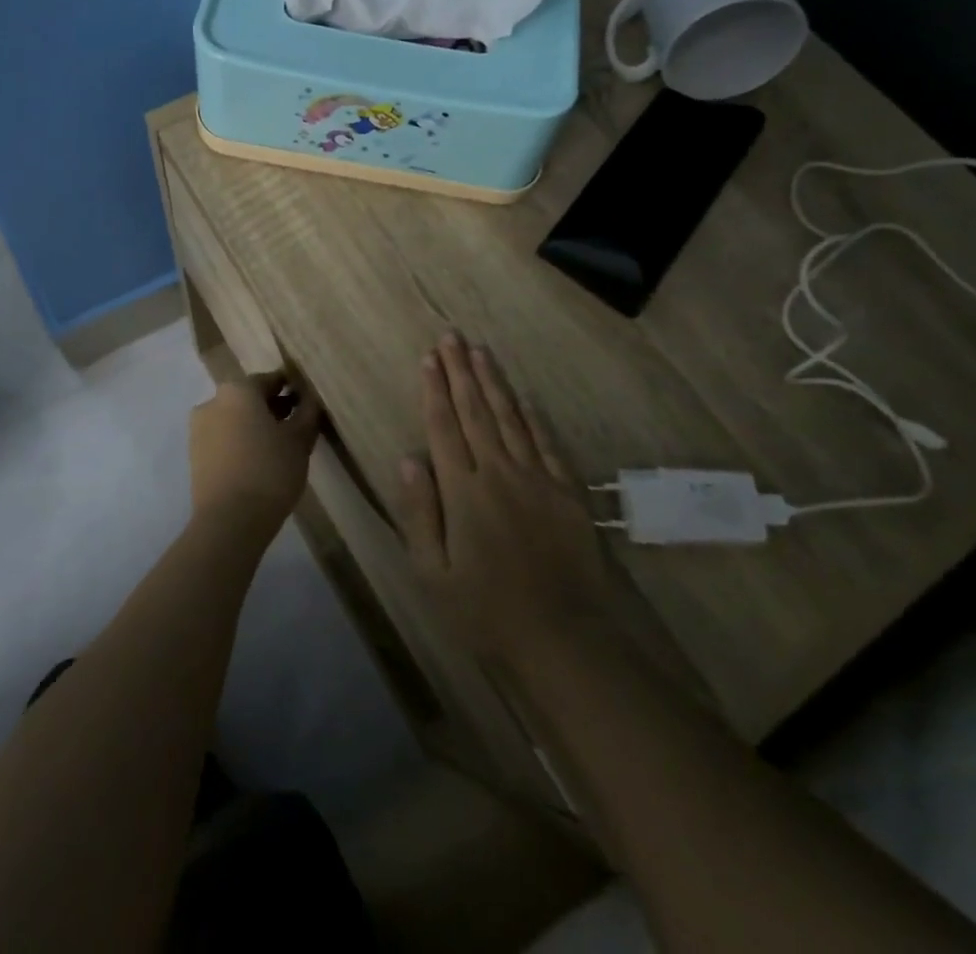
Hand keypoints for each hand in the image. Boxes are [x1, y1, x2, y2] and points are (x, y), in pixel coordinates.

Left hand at [189, 371, 322, 530]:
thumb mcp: (299, 440)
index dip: (293, 389)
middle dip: (274, 407)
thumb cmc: (269, 470)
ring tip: (281, 446)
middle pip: (250, 398)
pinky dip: (242, 441)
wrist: (229, 521)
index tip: (309, 402)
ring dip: (257, 425)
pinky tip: (260, 460)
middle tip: (299, 425)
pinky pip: (224, 438)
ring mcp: (199, 428)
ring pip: (236, 418)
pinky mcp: (195, 454)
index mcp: (238, 389)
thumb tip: (311, 398)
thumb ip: (307, 413)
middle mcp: (213, 401)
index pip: (272, 380)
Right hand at [392, 334, 622, 671]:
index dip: (435, 391)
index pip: (444, 428)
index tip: (429, 358)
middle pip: (476, 412)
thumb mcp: (433, 574)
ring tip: (480, 351)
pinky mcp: (567, 492)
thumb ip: (420, 513)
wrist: (563, 639)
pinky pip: (546, 443)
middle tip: (451, 337)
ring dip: (493, 383)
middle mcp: (499, 473)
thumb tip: (408, 458)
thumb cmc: (486, 612)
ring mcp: (537, 479)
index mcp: (464, 492)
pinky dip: (533, 416)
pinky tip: (524, 397)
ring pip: (510, 418)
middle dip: (461, 371)